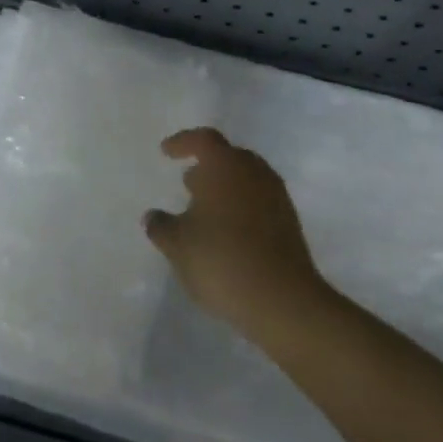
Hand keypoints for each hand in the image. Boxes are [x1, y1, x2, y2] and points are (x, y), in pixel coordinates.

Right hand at [145, 128, 334, 343]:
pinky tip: (226, 233)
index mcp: (225, 166)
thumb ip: (161, 226)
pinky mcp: (290, 225)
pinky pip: (259, 203)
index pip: (203, 140)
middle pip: (229, 157)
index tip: (167, 153)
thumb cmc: (221, 259)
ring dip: (225, 189)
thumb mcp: (177, 244)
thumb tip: (153, 216)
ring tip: (204, 211)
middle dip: (208, 167)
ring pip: (247, 181)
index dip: (183, 143)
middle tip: (188, 183)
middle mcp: (254, 173)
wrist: (283, 301)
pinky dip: (241, 208)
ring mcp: (276, 199)